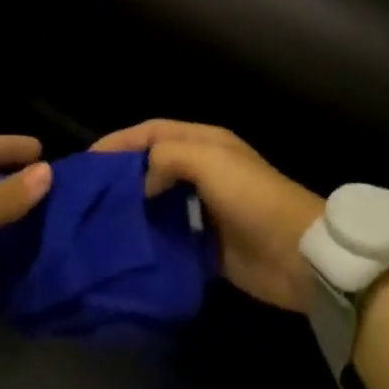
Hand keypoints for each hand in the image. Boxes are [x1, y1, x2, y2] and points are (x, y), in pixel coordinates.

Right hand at [90, 120, 322, 311]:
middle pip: (152, 165)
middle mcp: (202, 171)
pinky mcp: (207, 245)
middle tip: (89, 193)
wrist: (299, 256)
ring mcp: (204, 209)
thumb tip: (140, 183)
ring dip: (133, 209)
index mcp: (203, 142)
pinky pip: (170, 237)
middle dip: (122, 175)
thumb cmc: (253, 197)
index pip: (152, 132)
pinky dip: (150, 240)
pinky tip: (127, 249)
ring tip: (99, 222)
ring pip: (158, 202)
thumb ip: (166, 159)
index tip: (89, 160)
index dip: (120, 141)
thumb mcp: (209, 161)